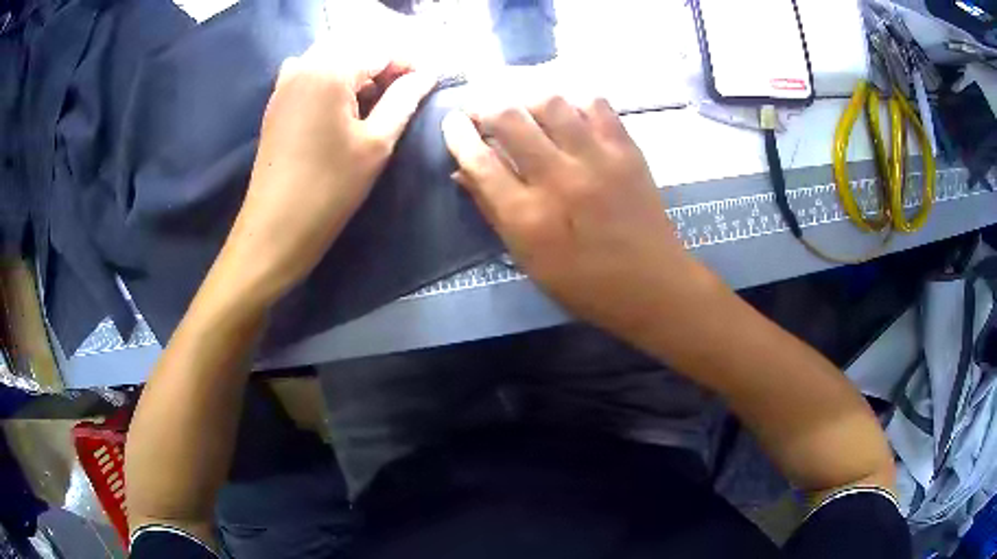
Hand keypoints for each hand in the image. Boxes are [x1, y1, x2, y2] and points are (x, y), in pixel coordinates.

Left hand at [216, 40, 434, 306]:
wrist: (275, 228)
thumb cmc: (330, 188)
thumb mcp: (376, 143)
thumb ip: (403, 100)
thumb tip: (426, 76)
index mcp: (330, 70)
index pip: (380, 50)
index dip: (409, 62)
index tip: (430, 81)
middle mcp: (304, 65)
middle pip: (354, 47)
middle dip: (383, 63)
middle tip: (405, 90)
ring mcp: (285, 82)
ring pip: (332, 57)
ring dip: (358, 69)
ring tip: (375, 99)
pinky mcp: (277, 101)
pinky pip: (310, 72)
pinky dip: (332, 78)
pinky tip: (342, 104)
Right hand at [442, 96, 699, 338]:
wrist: (651, 284)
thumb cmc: (583, 283)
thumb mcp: (527, 257)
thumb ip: (492, 210)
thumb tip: (462, 171)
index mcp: (528, 217)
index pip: (479, 160)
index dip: (457, 134)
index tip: (452, 122)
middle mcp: (559, 179)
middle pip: (508, 118)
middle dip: (484, 105)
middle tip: (482, 109)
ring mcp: (597, 159)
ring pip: (550, 102)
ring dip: (526, 98)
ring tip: (523, 107)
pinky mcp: (627, 150)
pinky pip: (595, 104)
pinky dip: (574, 100)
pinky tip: (567, 111)